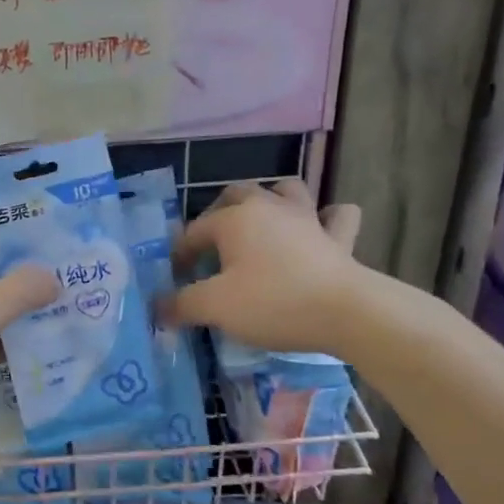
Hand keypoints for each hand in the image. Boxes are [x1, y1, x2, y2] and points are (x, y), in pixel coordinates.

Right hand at [162, 181, 363, 352]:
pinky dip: (327, 219)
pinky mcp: (338, 238)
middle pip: (236, 194)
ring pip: (286, 191)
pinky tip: (320, 230)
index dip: (179, 256)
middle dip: (218, 214)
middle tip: (212, 246)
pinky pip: (336, 216)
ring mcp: (307, 218)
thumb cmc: (273, 303)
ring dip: (272, 200)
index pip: (194, 232)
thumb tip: (158, 307)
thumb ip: (182, 304)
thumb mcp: (216, 307)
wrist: (346, 312)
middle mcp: (268, 207)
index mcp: (234, 219)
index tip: (174, 283)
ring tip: (262, 224)